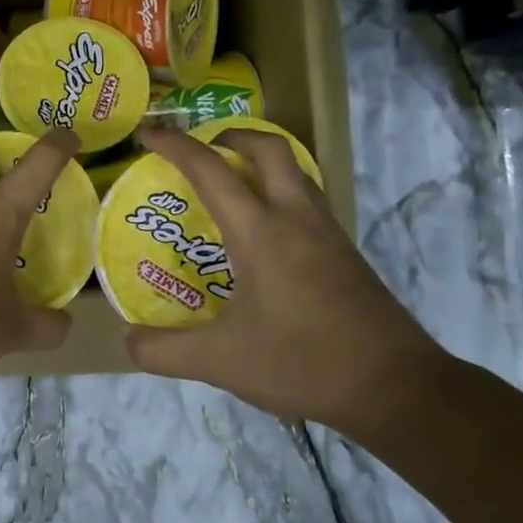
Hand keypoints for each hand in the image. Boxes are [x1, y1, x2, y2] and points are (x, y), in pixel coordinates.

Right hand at [124, 127, 450, 433]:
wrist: (395, 388)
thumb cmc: (302, 363)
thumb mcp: (220, 362)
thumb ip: (164, 351)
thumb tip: (126, 340)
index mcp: (261, 233)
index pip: (211, 171)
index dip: (175, 146)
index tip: (147, 135)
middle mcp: (297, 219)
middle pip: (268, 149)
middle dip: (231, 136)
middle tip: (202, 151)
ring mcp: (328, 234)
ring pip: (296, 172)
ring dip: (261, 162)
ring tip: (231, 184)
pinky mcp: (346, 254)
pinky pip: (308, 201)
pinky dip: (281, 193)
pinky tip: (266, 233)